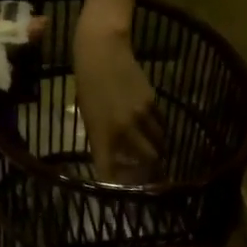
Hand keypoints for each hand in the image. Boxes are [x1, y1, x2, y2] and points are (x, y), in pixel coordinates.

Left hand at [73, 4, 162, 180]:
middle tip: (149, 175)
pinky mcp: (151, 102)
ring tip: (155, 156)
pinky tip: (155, 132)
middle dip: (149, 171)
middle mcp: (122, 129)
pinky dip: (159, 132)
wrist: (102, 50)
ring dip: (156, 152)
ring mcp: (139, 116)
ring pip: (156, 143)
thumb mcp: (89, 115)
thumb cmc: (86, 83)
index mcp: (101, 134)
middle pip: (145, 160)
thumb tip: (114, 156)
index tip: (122, 195)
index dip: (117, 185)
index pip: (110, 170)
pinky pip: (160, 125)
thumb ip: (101, 137)